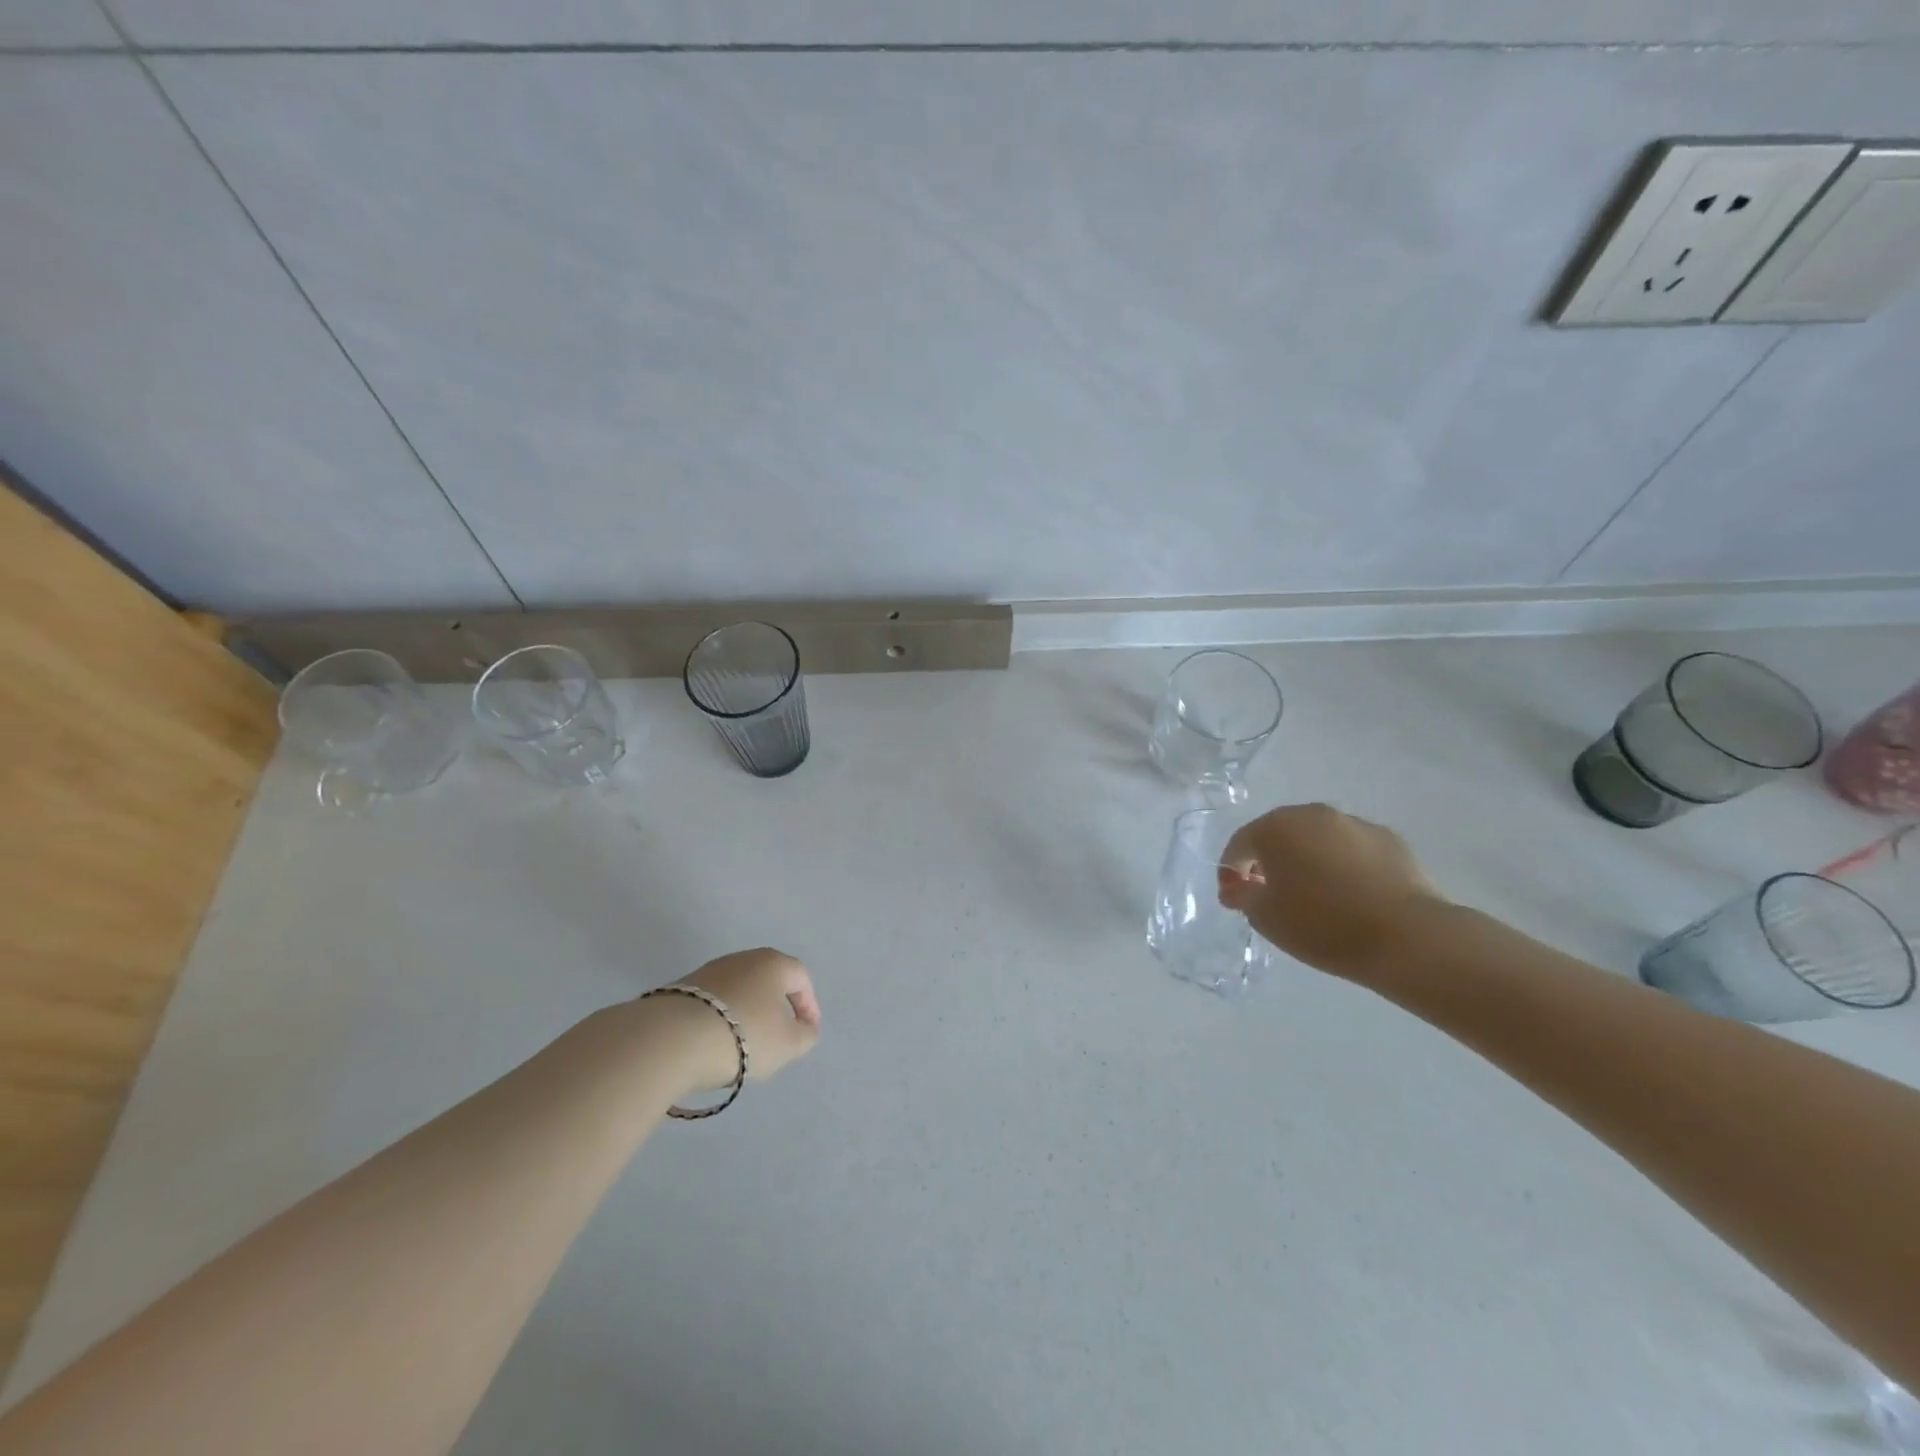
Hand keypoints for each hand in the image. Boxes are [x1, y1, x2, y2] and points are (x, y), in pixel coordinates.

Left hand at [660, 947, 821, 1091]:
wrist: (672, 1039)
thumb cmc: (744, 1035)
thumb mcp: (787, 1044)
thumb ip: (805, 1035)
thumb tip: (804, 1027)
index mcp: (773, 963)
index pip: (800, 978)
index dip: (809, 1005)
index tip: (807, 1031)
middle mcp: (742, 958)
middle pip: (767, 980)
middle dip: (776, 1006)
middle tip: (778, 1035)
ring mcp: (708, 971)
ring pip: (738, 991)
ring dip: (746, 1013)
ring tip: (743, 1045)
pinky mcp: (681, 989)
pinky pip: (712, 1003)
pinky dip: (720, 1020)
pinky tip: (714, 1043)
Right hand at [1217, 803, 1443, 978]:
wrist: (1406, 937)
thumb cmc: (1322, 925)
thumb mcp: (1265, 918)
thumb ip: (1243, 896)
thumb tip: (1239, 887)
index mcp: (1275, 828)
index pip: (1240, 844)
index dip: (1231, 871)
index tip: (1236, 899)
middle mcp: (1312, 814)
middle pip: (1279, 835)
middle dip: (1270, 861)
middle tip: (1272, 895)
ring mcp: (1354, 824)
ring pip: (1318, 839)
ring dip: (1308, 861)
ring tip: (1316, 898)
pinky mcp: (1389, 839)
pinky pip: (1352, 850)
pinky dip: (1343, 866)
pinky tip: (1351, 896)